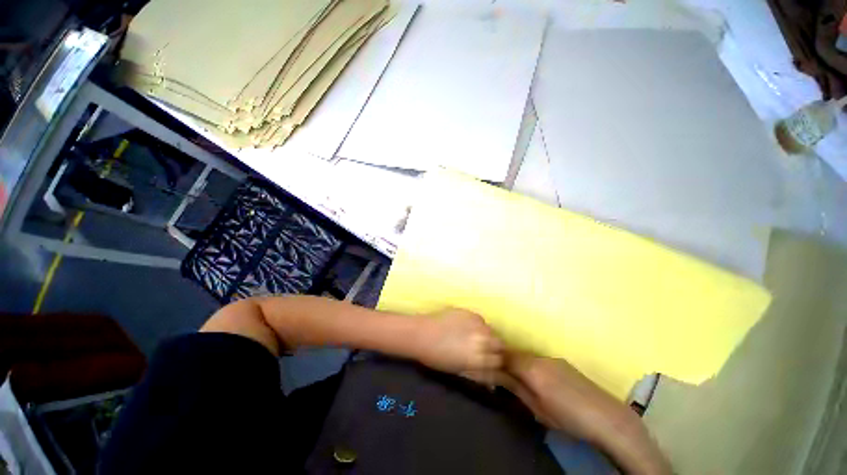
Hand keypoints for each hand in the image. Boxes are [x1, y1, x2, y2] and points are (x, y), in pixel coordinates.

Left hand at [414, 309, 504, 383]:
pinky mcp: (469, 312)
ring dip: (487, 335)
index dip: (497, 363)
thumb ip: (479, 375)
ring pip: (491, 330)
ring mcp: (476, 323)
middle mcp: (482, 339)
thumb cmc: (437, 358)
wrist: (421, 334)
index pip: (500, 361)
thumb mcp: (460, 371)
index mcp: (479, 358)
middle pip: (500, 343)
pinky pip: (480, 320)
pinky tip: (466, 327)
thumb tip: (493, 383)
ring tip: (475, 337)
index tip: (492, 362)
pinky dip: (477, 325)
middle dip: (496, 348)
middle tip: (485, 349)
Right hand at [503, 353, 671, 474]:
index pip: (506, 357)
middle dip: (507, 361)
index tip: (489, 368)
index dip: (496, 360)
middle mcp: (541, 358)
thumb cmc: (569, 419)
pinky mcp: (563, 363)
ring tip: (520, 379)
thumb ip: (517, 390)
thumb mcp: (538, 409)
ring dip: (520, 363)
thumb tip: (500, 379)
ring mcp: (554, 359)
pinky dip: (533, 365)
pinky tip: (539, 380)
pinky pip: (540, 359)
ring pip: (528, 356)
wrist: (608, 418)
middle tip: (502, 375)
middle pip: (516, 354)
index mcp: (533, 370)